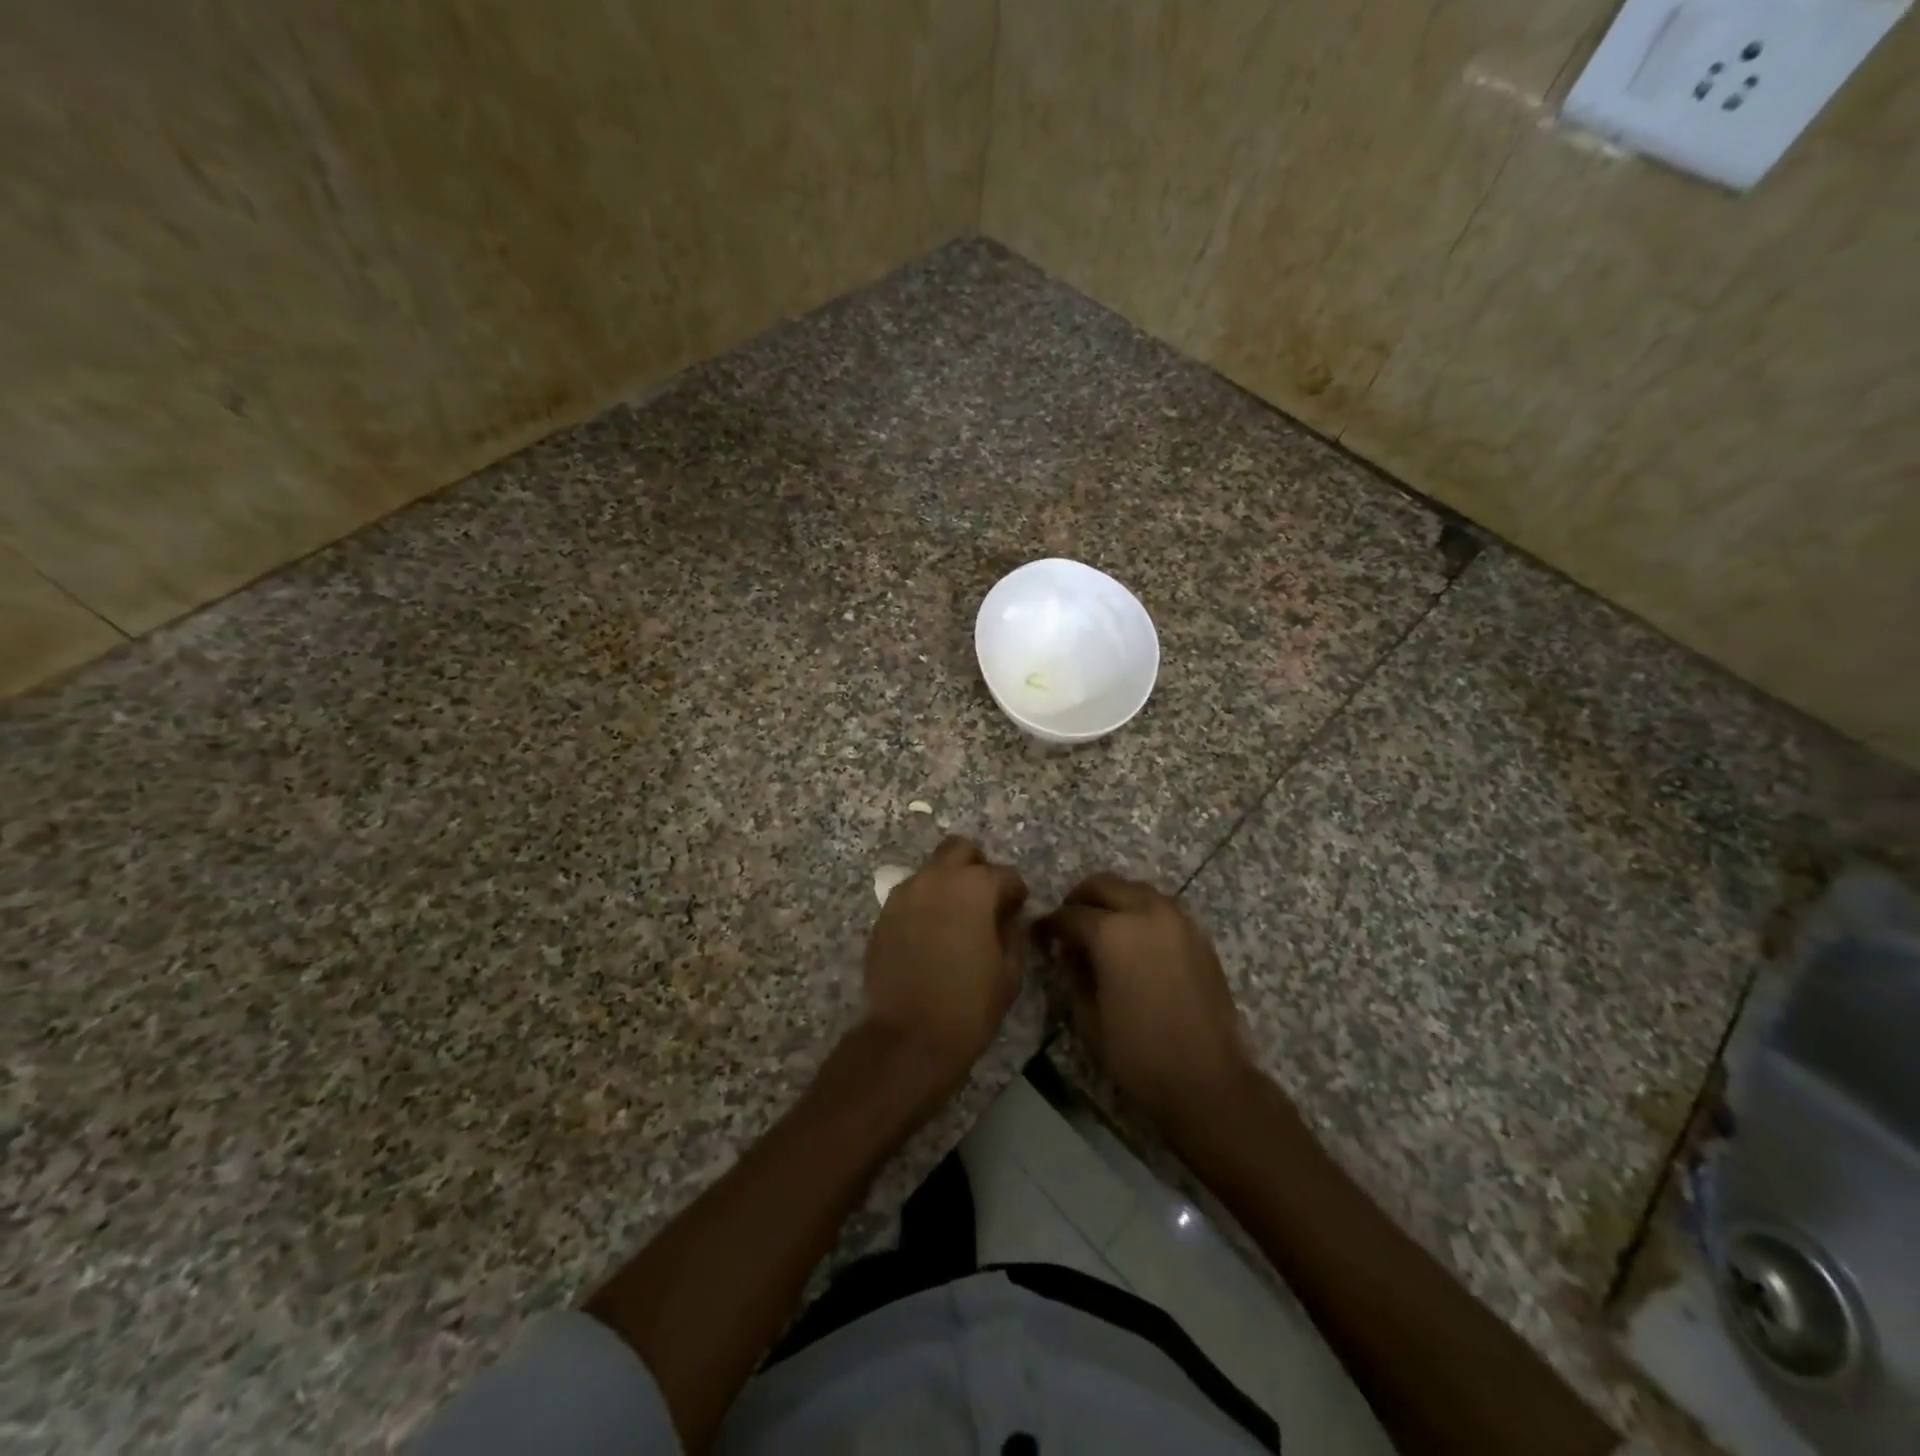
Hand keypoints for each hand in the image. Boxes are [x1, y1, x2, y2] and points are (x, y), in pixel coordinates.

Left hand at [863, 836, 1028, 1097]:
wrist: (908, 1037)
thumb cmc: (969, 1005)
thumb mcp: (1010, 972)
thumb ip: (1013, 934)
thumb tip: (1008, 919)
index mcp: (974, 887)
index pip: (1005, 874)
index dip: (1016, 893)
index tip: (1018, 911)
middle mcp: (937, 879)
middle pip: (960, 850)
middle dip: (977, 867)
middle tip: (984, 900)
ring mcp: (905, 894)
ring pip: (932, 870)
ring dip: (947, 884)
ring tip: (956, 919)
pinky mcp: (884, 915)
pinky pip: (911, 896)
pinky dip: (925, 905)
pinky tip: (931, 935)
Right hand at [1036, 873, 1251, 1131]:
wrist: (1208, 1080)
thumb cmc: (1138, 1054)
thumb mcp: (1088, 1017)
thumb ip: (1074, 972)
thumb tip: (1069, 950)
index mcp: (1112, 933)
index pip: (1070, 915)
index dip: (1049, 924)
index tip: (1040, 935)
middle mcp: (1146, 913)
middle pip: (1104, 885)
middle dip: (1080, 899)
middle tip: (1068, 922)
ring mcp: (1177, 920)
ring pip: (1136, 890)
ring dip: (1114, 900)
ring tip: (1101, 927)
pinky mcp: (1198, 935)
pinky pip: (1162, 907)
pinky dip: (1141, 911)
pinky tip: (1134, 940)